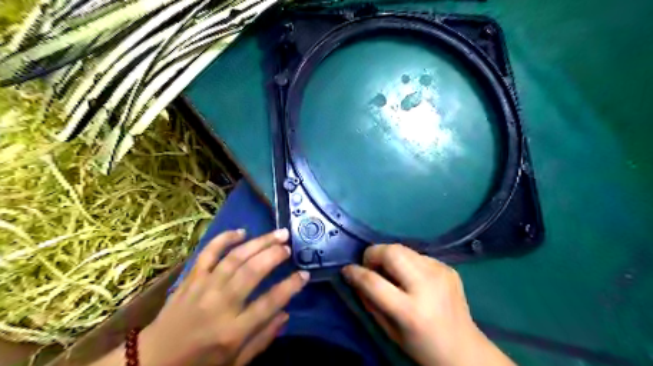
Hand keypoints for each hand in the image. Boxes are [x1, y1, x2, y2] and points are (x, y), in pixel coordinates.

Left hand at [140, 228, 309, 365]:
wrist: (152, 361)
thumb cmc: (199, 364)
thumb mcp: (236, 362)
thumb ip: (263, 338)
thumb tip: (286, 313)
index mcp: (234, 330)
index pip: (270, 303)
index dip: (291, 286)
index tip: (305, 274)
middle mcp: (220, 305)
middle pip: (252, 272)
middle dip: (274, 255)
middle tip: (289, 245)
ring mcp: (203, 288)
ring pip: (235, 258)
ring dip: (259, 243)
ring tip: (277, 234)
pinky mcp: (191, 278)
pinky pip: (208, 253)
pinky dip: (225, 239)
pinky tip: (241, 232)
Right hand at [343, 243, 514, 365]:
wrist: (465, 350)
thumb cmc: (421, 347)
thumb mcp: (389, 331)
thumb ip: (370, 301)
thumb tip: (355, 276)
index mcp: (411, 311)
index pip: (374, 282)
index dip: (355, 272)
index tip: (347, 269)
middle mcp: (427, 286)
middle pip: (391, 252)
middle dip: (373, 254)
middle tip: (370, 266)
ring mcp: (441, 273)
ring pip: (403, 248)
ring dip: (389, 256)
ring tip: (389, 271)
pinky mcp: (448, 267)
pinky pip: (417, 255)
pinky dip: (407, 262)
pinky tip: (411, 277)